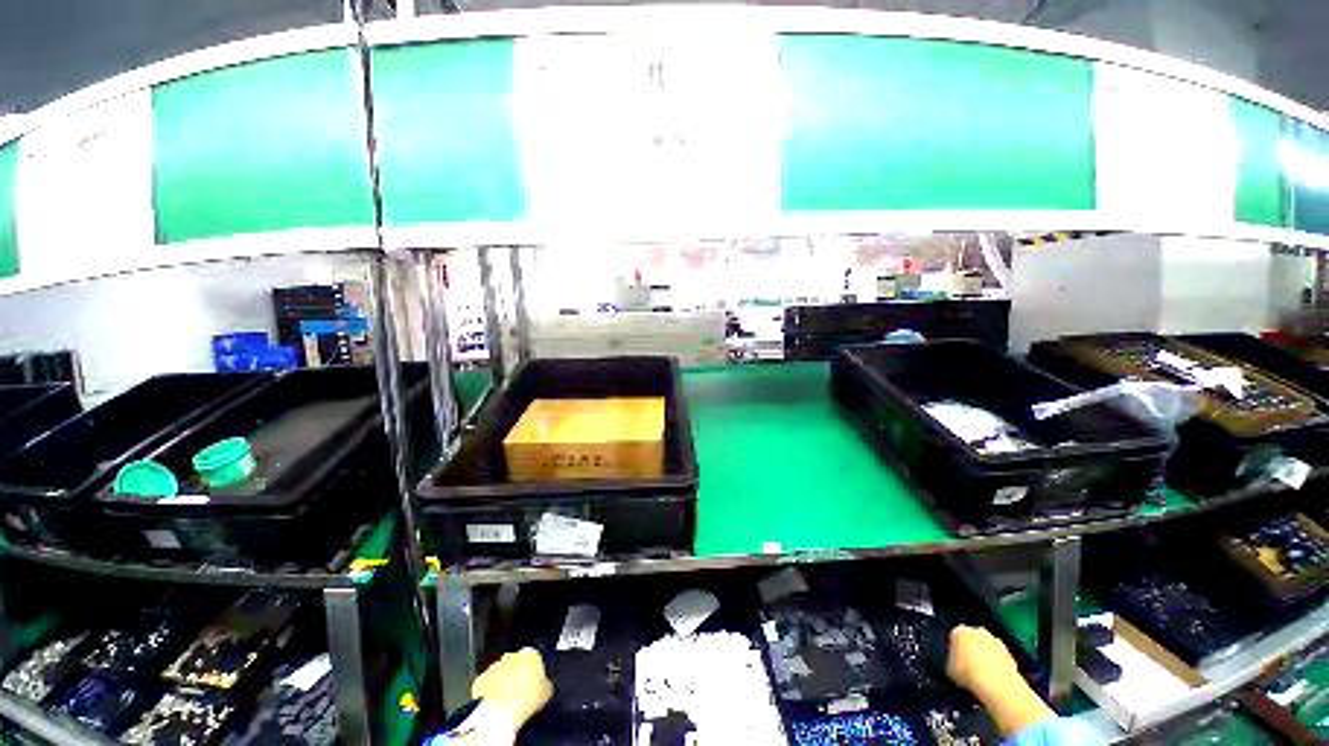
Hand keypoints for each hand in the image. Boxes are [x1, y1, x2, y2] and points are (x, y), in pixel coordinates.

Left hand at [471, 648, 553, 730]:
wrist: (500, 713)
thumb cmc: (525, 700)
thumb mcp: (547, 691)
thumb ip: (546, 683)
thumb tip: (544, 685)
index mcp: (530, 653)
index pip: (534, 658)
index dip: (535, 672)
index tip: (534, 684)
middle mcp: (511, 655)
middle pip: (517, 663)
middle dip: (518, 675)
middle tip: (521, 692)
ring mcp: (494, 667)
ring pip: (501, 672)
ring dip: (504, 682)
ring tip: (508, 700)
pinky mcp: (480, 680)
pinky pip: (487, 684)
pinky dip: (490, 692)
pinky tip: (496, 703)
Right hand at [945, 625, 1020, 694]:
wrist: (996, 683)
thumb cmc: (967, 674)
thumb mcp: (950, 669)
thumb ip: (952, 661)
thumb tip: (955, 664)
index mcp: (959, 631)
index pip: (955, 637)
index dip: (955, 650)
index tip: (956, 661)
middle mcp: (977, 631)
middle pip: (972, 639)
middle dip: (971, 649)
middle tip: (969, 666)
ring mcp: (995, 640)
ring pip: (987, 647)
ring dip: (985, 656)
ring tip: (983, 674)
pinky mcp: (1009, 653)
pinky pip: (999, 657)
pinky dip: (997, 664)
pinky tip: (994, 677)